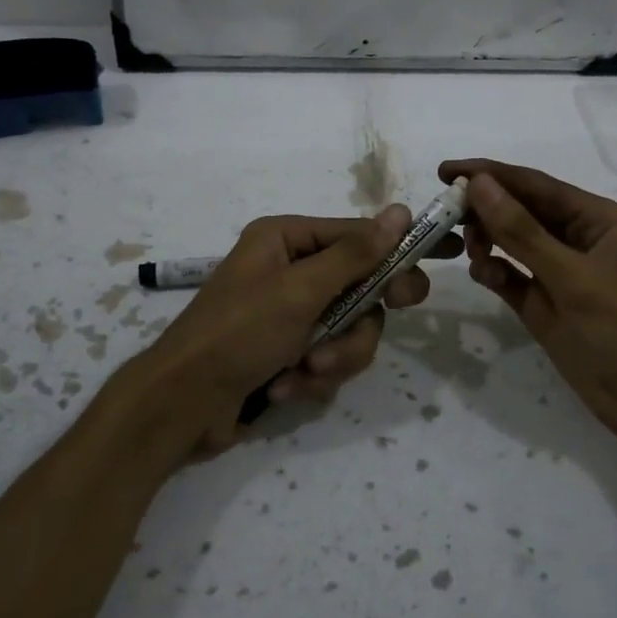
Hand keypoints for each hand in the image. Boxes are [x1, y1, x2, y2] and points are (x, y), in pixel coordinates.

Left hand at [139, 205, 446, 455]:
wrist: (182, 406)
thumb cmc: (238, 334)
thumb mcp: (300, 290)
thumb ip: (355, 255)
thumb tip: (400, 211)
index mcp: (286, 240)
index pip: (358, 236)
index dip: (396, 254)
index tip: (434, 270)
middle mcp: (290, 271)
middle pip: (359, 288)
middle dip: (358, 320)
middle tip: (372, 327)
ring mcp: (289, 314)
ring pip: (348, 329)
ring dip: (334, 355)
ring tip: (307, 372)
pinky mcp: (288, 353)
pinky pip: (327, 357)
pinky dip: (313, 377)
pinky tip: (284, 387)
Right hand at [439, 159, 616, 465]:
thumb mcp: (571, 278)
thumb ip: (521, 231)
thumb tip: (478, 184)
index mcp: (599, 220)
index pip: (535, 185)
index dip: (489, 175)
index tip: (444, 171)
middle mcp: (581, 240)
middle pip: (523, 212)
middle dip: (486, 210)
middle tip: (446, 215)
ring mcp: (565, 276)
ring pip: (516, 245)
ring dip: (490, 242)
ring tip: (469, 250)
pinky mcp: (551, 308)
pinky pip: (516, 279)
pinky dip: (497, 273)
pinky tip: (482, 274)